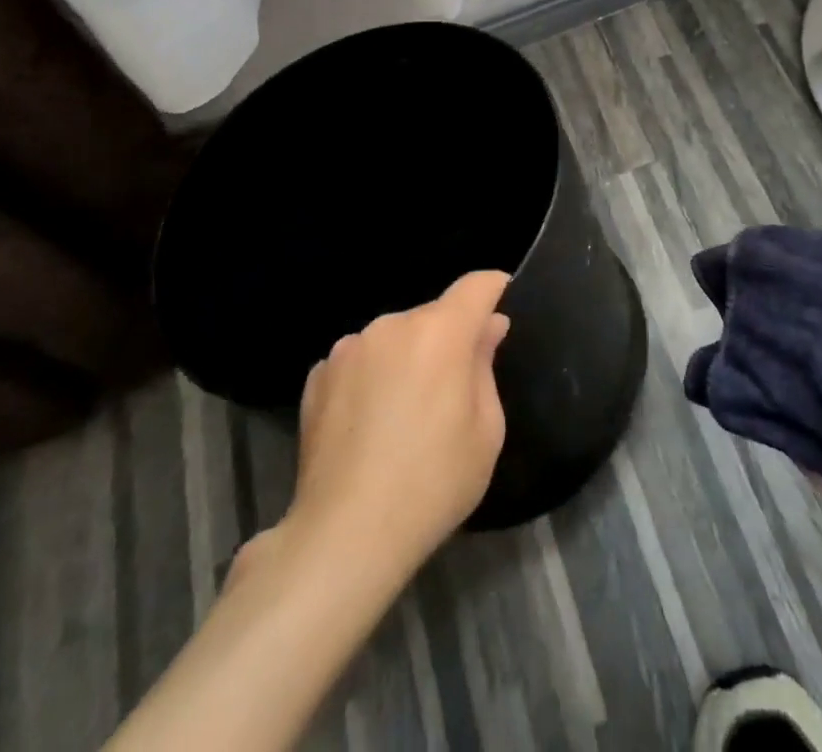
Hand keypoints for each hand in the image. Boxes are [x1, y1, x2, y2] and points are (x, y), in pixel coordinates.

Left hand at [277, 270, 511, 585]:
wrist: (344, 535)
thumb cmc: (433, 483)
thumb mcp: (486, 429)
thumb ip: (485, 365)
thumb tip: (488, 326)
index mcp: (440, 332)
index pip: (476, 286)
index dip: (495, 289)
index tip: (503, 303)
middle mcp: (392, 325)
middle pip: (433, 316)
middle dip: (449, 339)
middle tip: (453, 389)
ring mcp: (349, 348)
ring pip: (394, 338)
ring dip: (408, 358)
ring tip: (405, 413)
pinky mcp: (318, 375)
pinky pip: (360, 361)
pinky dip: (372, 378)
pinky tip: (369, 425)